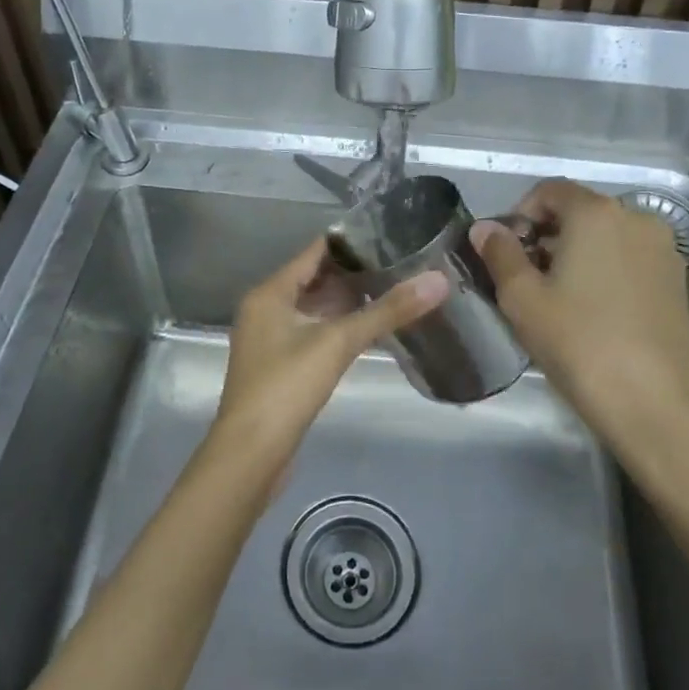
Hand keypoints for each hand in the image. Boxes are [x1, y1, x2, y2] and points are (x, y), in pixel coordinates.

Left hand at [211, 239, 446, 477]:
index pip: (314, 252)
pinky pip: (312, 332)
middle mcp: (265, 309)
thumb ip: (387, 311)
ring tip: (393, 289)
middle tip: (401, 262)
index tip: (389, 234)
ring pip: (314, 308)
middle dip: (354, 272)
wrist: (251, 455)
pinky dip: (337, 326)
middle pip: (314, 278)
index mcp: (270, 293)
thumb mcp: (338, 342)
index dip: (350, 242)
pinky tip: (368, 329)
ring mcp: (270, 339)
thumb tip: (438, 280)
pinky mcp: (280, 366)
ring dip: (347, 301)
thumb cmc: (286, 386)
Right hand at [473, 179, 688, 442]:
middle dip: (547, 234)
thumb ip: (499, 252)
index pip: (548, 190)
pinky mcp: (678, 281)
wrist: (653, 404)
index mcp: (597, 213)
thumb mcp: (522, 297)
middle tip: (525, 277)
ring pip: (607, 235)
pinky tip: (593, 309)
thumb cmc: (578, 342)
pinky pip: (630, 258)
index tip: (506, 252)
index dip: (519, 214)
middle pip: (579, 210)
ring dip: (577, 252)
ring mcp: (664, 249)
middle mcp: (637, 218)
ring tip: (558, 296)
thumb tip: (484, 228)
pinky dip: (605, 269)